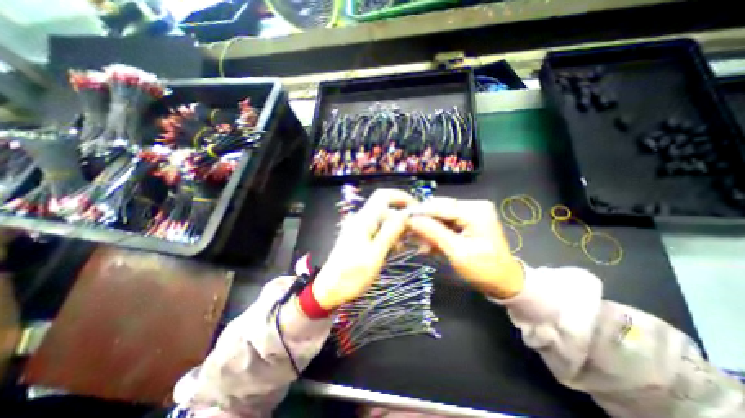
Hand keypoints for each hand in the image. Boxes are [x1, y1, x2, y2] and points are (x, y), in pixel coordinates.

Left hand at [312, 189, 415, 309]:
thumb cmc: (351, 276)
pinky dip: (389, 234)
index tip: (417, 208)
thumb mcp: (375, 255)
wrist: (329, 289)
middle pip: (385, 207)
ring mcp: (359, 228)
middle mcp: (361, 220)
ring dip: (397, 227)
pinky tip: (395, 248)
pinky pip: (378, 229)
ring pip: (383, 219)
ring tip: (407, 243)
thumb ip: (390, 233)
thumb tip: (405, 214)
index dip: (401, 197)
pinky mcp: (359, 237)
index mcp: (363, 220)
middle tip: (416, 232)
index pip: (383, 196)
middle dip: (402, 216)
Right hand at [408, 197, 521, 299]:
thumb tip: (411, 219)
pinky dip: (437, 232)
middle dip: (424, 222)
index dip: (419, 212)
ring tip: (421, 245)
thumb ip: (433, 232)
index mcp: (475, 211)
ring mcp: (471, 212)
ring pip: (441, 216)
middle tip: (410, 234)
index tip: (402, 219)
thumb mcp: (456, 252)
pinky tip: (430, 245)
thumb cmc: (483, 270)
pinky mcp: (468, 220)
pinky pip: (446, 222)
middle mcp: (474, 206)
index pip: (440, 206)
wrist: (504, 281)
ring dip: (429, 229)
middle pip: (440, 209)